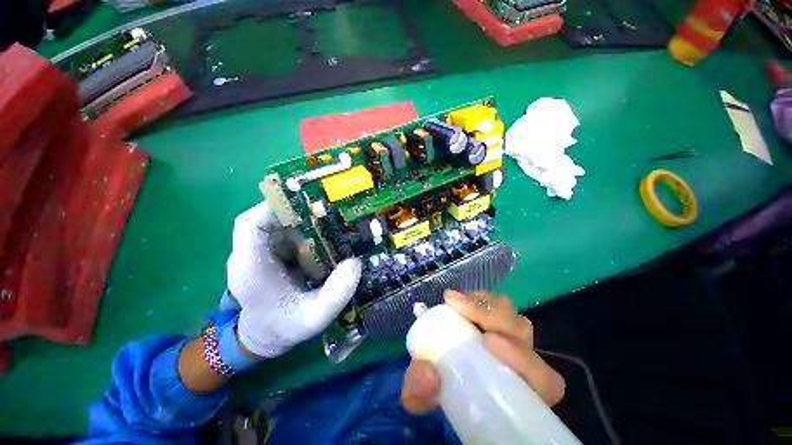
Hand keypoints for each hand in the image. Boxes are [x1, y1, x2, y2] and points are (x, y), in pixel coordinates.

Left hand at [226, 202, 361, 357]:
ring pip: (280, 225)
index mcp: (251, 266)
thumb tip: (355, 263)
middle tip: (329, 214)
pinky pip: (287, 235)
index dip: (276, 208)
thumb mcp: (314, 318)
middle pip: (268, 219)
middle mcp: (251, 254)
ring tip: (331, 225)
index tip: (308, 205)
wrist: (267, 337)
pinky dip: (305, 233)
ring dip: (304, 223)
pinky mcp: (272, 255)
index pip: (251, 223)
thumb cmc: (285, 328)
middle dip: (298, 213)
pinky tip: (325, 239)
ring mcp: (261, 253)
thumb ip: (335, 295)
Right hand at [401, 290, 564, 412]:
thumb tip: (428, 374)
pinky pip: (497, 307)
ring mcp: (507, 342)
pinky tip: (457, 299)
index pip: (546, 381)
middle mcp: (520, 366)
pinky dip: (479, 299)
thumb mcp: (424, 400)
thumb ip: (420, 395)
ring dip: (485, 303)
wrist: (435, 379)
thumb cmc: (438, 396)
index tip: (488, 341)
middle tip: (460, 306)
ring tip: (456, 301)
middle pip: (523, 333)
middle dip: (494, 316)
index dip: (523, 359)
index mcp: (519, 394)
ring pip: (510, 314)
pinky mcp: (492, 325)